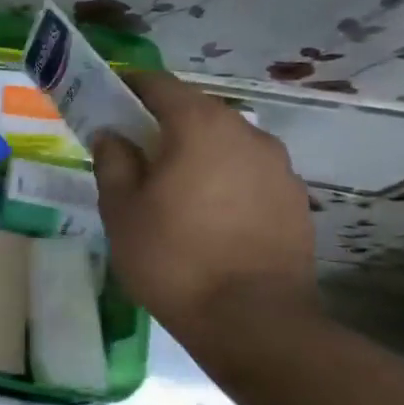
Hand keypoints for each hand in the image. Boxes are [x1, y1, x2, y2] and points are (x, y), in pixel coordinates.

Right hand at [94, 73, 317, 337]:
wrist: (252, 320)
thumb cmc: (172, 256)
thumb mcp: (121, 208)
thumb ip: (113, 161)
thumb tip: (113, 136)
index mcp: (200, 127)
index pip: (160, 85)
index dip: (130, 85)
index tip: (108, 95)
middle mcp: (247, 134)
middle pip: (197, 111)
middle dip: (163, 121)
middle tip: (134, 146)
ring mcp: (279, 167)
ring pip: (226, 143)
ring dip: (197, 151)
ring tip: (171, 184)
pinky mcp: (295, 200)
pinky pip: (248, 173)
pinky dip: (223, 178)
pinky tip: (207, 213)